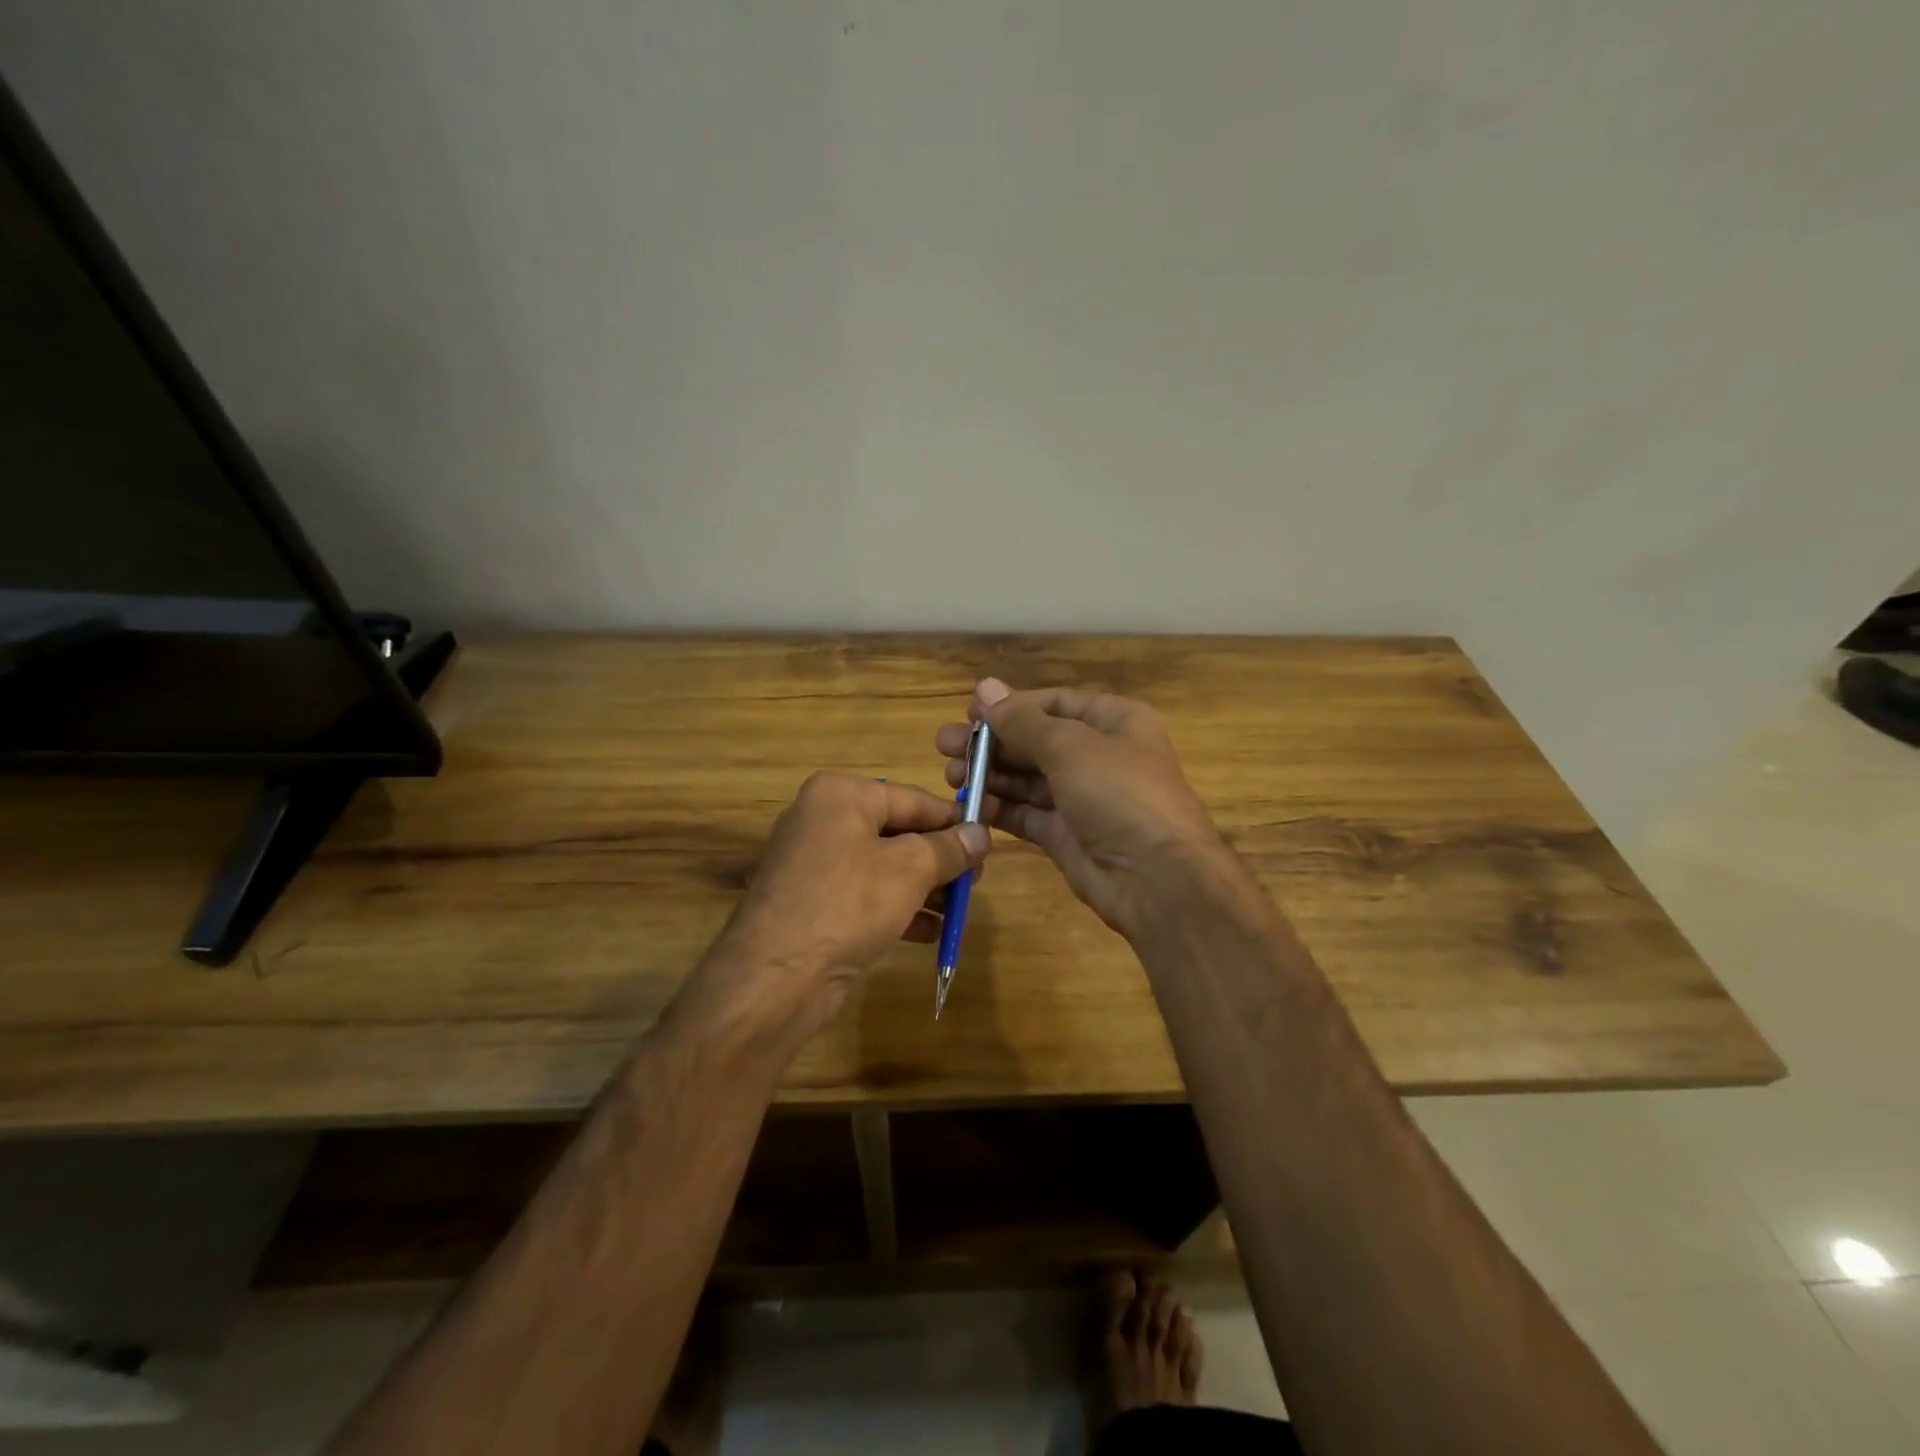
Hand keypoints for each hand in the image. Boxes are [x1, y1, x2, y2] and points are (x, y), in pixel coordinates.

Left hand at [677, 771, 990, 1053]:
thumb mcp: (909, 870)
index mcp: (840, 795)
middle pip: (896, 832)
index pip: (912, 799)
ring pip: (882, 866)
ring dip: (923, 887)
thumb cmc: (848, 904)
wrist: (776, 978)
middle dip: (938, 858)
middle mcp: (822, 820)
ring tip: (959, 908)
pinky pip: (864, 895)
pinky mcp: (811, 902)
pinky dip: (897, 907)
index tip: (988, 840)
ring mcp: (813, 863)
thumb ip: (949, 848)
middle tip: (976, 879)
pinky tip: (930, 932)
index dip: (953, 820)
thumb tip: (982, 834)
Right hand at [935, 679, 1231, 937]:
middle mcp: (1099, 755)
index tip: (969, 713)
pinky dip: (1000, 808)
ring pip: (1027, 778)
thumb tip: (984, 687)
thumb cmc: (1120, 794)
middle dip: (991, 743)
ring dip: (990, 774)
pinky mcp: (1067, 835)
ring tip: (950, 775)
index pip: (1054, 703)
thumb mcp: (1070, 747)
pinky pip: (1028, 813)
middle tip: (944, 746)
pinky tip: (969, 804)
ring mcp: (1083, 798)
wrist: (1157, 880)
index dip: (1011, 706)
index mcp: (1113, 721)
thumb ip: (1021, 721)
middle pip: (1035, 740)